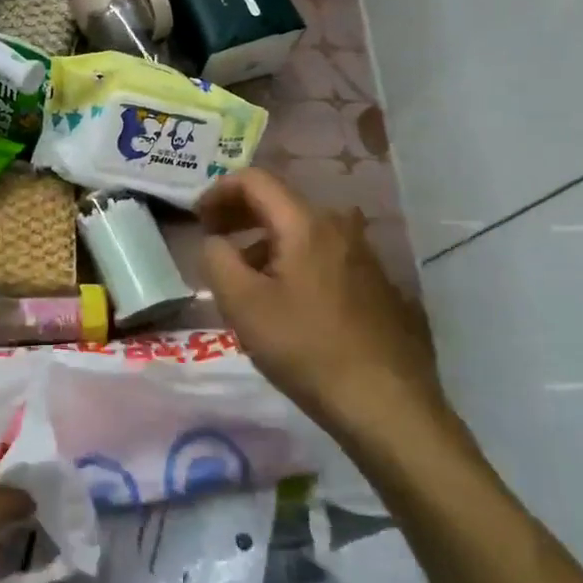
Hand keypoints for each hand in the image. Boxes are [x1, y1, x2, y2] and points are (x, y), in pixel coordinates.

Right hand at [198, 169, 450, 437]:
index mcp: (305, 223)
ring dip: (264, 242)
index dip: (218, 191)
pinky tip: (284, 299)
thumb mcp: (242, 304)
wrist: (385, 402)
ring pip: (301, 231)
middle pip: (279, 202)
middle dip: (239, 215)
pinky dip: (292, 260)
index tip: (196, 219)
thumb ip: (217, 259)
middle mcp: (339, 226)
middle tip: (213, 240)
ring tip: (243, 276)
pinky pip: (322, 255)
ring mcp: (363, 254)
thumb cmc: (305, 348)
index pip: (254, 180)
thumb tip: (215, 241)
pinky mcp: (375, 282)